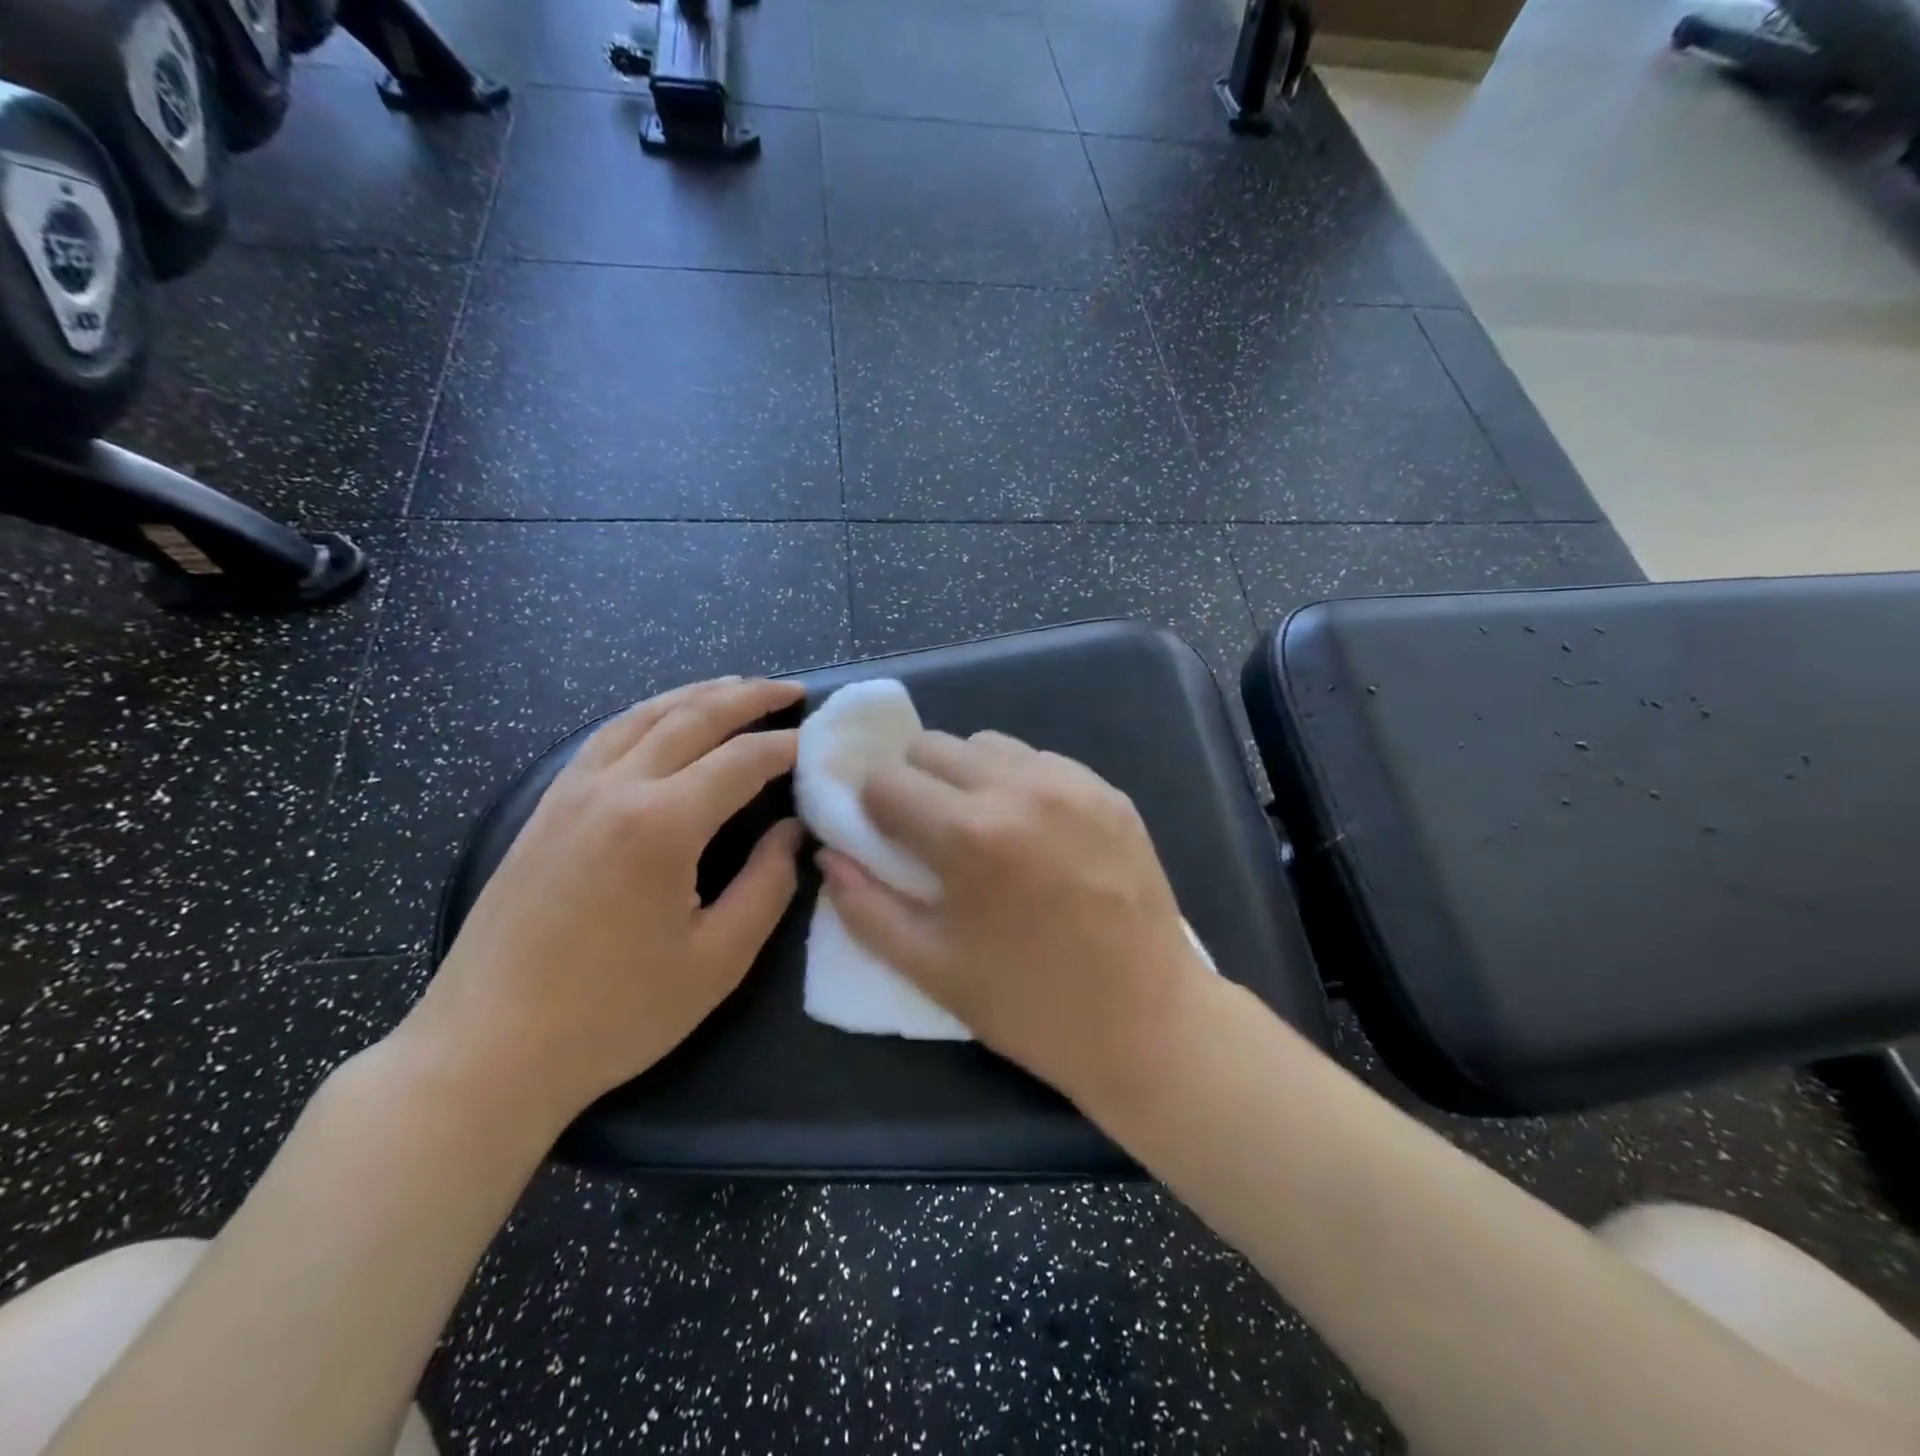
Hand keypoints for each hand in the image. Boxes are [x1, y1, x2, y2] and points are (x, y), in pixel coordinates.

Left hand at [400, 677, 805, 1130]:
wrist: (486, 1051)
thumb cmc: (615, 1014)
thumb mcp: (717, 960)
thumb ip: (767, 885)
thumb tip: (791, 832)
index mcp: (663, 824)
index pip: (742, 760)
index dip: (787, 747)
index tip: (820, 744)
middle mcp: (616, 789)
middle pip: (692, 717)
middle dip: (749, 697)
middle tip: (791, 690)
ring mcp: (571, 793)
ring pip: (643, 716)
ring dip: (697, 695)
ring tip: (737, 688)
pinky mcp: (544, 810)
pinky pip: (606, 737)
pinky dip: (648, 715)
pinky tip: (664, 721)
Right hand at [818, 730, 1212, 1109]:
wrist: (1147, 1022)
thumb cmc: (1028, 1005)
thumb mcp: (930, 968)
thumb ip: (865, 906)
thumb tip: (831, 855)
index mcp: (969, 834)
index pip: (887, 780)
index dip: (872, 808)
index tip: (883, 837)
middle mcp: (1019, 788)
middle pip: (933, 745)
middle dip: (915, 783)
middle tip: (928, 833)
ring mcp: (1072, 783)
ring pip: (988, 744)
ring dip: (967, 777)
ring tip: (983, 829)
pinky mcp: (1109, 791)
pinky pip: (1040, 760)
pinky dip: (1018, 782)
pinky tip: (1032, 832)